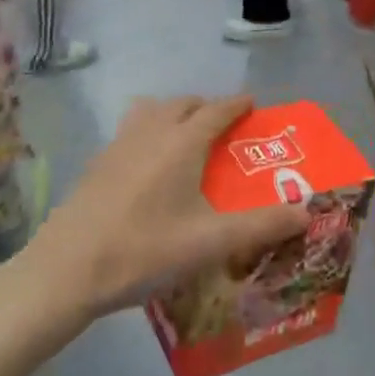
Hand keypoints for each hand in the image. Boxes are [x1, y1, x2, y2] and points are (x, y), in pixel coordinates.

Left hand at [35, 95, 307, 317]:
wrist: (67, 271)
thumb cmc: (145, 251)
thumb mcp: (212, 243)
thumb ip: (262, 226)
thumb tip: (307, 212)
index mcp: (181, 143)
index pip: (216, 111)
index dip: (236, 105)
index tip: (252, 104)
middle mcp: (149, 133)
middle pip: (181, 104)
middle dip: (205, 107)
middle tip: (223, 126)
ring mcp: (117, 146)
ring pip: (149, 112)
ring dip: (172, 114)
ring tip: (184, 139)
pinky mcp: (96, 165)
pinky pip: (130, 132)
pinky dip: (148, 133)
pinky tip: (148, 169)